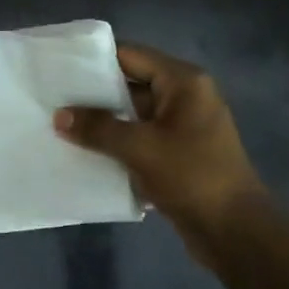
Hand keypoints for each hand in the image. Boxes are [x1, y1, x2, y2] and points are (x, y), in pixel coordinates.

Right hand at [54, 43, 273, 266]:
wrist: (235, 233)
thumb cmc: (192, 176)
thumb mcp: (140, 148)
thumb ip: (98, 128)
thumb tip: (59, 116)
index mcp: (183, 82)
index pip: (130, 56)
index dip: (94, 60)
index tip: (59, 67)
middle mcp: (185, 96)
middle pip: (130, 83)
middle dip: (94, 93)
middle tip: (53, 97)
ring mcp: (183, 126)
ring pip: (133, 113)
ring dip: (103, 121)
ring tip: (61, 124)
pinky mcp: (178, 153)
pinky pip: (140, 137)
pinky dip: (117, 142)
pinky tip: (85, 150)